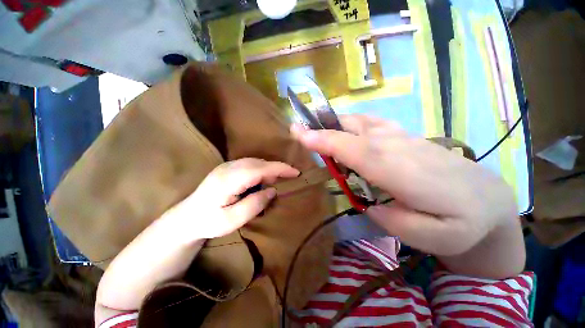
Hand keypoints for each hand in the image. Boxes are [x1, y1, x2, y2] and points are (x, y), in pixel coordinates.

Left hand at [161, 158, 299, 240]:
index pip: (261, 168)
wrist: (187, 218)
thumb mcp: (232, 220)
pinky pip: (250, 164)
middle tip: (287, 181)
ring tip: (275, 183)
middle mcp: (228, 167)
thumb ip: (254, 204)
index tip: (296, 173)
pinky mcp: (227, 167)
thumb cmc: (209, 222)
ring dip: (269, 170)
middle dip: (277, 169)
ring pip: (256, 162)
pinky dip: (261, 170)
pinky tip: (262, 181)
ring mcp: (227, 165)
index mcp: (229, 179)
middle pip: (260, 162)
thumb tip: (272, 190)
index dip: (280, 169)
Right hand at [291, 115, 516, 256]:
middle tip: (297, 130)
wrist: (489, 200)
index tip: (300, 135)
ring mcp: (402, 138)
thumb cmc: (462, 224)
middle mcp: (398, 147)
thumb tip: (368, 202)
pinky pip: (371, 122)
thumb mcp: (434, 238)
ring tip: (313, 128)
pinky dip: (351, 121)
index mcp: (403, 172)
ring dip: (334, 123)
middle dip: (322, 129)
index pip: (357, 151)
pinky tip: (341, 127)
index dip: (327, 142)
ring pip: (361, 122)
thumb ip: (394, 219)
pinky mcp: (404, 136)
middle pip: (353, 131)